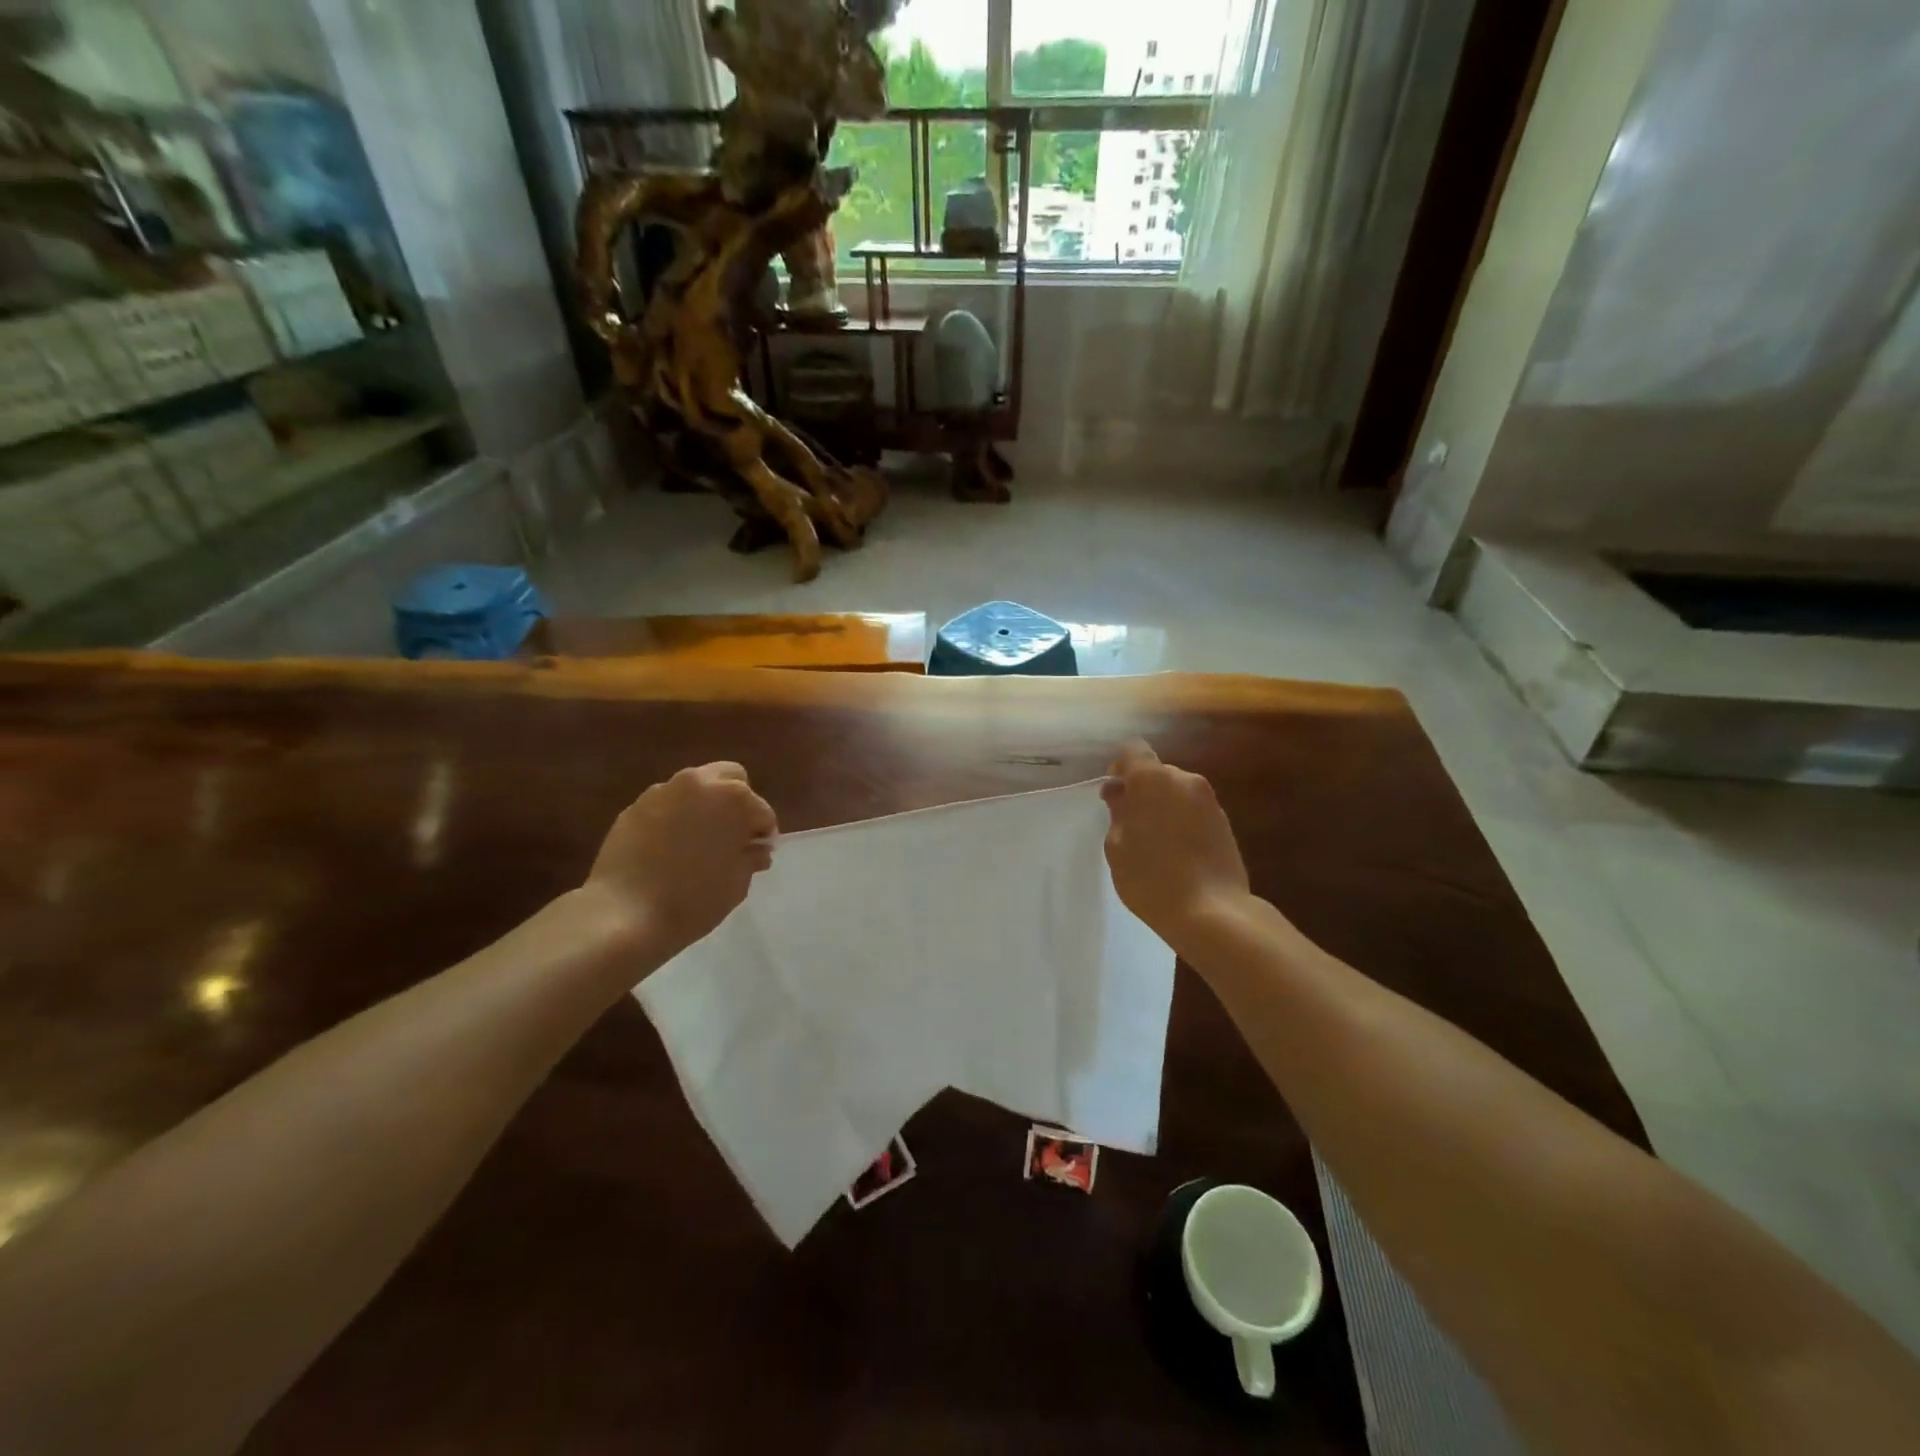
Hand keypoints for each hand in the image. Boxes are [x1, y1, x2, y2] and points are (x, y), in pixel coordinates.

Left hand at [584, 763, 777, 960]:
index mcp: (732, 797)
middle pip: (730, 778)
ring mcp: (661, 793)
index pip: (761, 811)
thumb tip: (755, 849)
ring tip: (699, 842)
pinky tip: (669, 849)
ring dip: (704, 807)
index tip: (759, 854)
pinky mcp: (633, 808)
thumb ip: (750, 858)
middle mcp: (698, 784)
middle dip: (737, 803)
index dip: (764, 835)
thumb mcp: (737, 884)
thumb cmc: (693, 900)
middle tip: (733, 836)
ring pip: (694, 789)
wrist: (624, 915)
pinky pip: (665, 806)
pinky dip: (675, 819)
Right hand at [1102, 741, 1250, 957]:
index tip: (1113, 794)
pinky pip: (1194, 812)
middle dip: (1142, 791)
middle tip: (1130, 823)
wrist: (1212, 912)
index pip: (1133, 751)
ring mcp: (1209, 801)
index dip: (1120, 768)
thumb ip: (1118, 813)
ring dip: (1164, 807)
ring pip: (1177, 793)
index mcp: (1153, 779)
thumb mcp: (1117, 846)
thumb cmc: (1151, 877)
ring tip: (1155, 843)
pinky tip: (1177, 854)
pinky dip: (1182, 822)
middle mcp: (1185, 780)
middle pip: (1157, 773)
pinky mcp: (1225, 823)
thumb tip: (1121, 794)